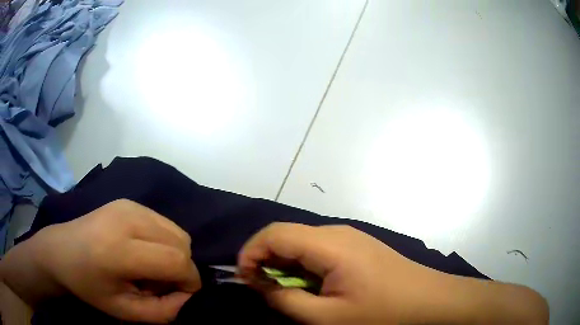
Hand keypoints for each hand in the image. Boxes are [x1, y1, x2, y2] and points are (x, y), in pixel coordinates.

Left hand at [1, 199, 200, 323]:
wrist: (60, 251)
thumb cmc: (88, 286)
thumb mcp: (124, 311)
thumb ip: (163, 311)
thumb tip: (186, 295)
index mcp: (120, 250)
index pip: (176, 260)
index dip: (189, 281)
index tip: (179, 294)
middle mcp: (127, 219)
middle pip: (181, 242)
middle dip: (182, 268)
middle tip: (160, 283)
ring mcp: (129, 206)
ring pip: (176, 230)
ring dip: (174, 254)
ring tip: (150, 267)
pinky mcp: (129, 202)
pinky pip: (163, 223)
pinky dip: (164, 241)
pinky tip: (143, 251)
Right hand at [238, 223, 548, 324]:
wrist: (430, 302)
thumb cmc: (382, 312)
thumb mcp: (327, 317)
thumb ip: (286, 301)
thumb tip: (260, 286)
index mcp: (329, 243)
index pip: (274, 234)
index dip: (251, 252)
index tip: (243, 278)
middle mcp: (337, 232)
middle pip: (286, 236)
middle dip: (265, 261)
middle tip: (259, 290)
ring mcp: (350, 239)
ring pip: (302, 244)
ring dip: (284, 266)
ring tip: (282, 293)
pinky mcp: (357, 249)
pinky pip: (319, 252)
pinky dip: (303, 268)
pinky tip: (309, 288)